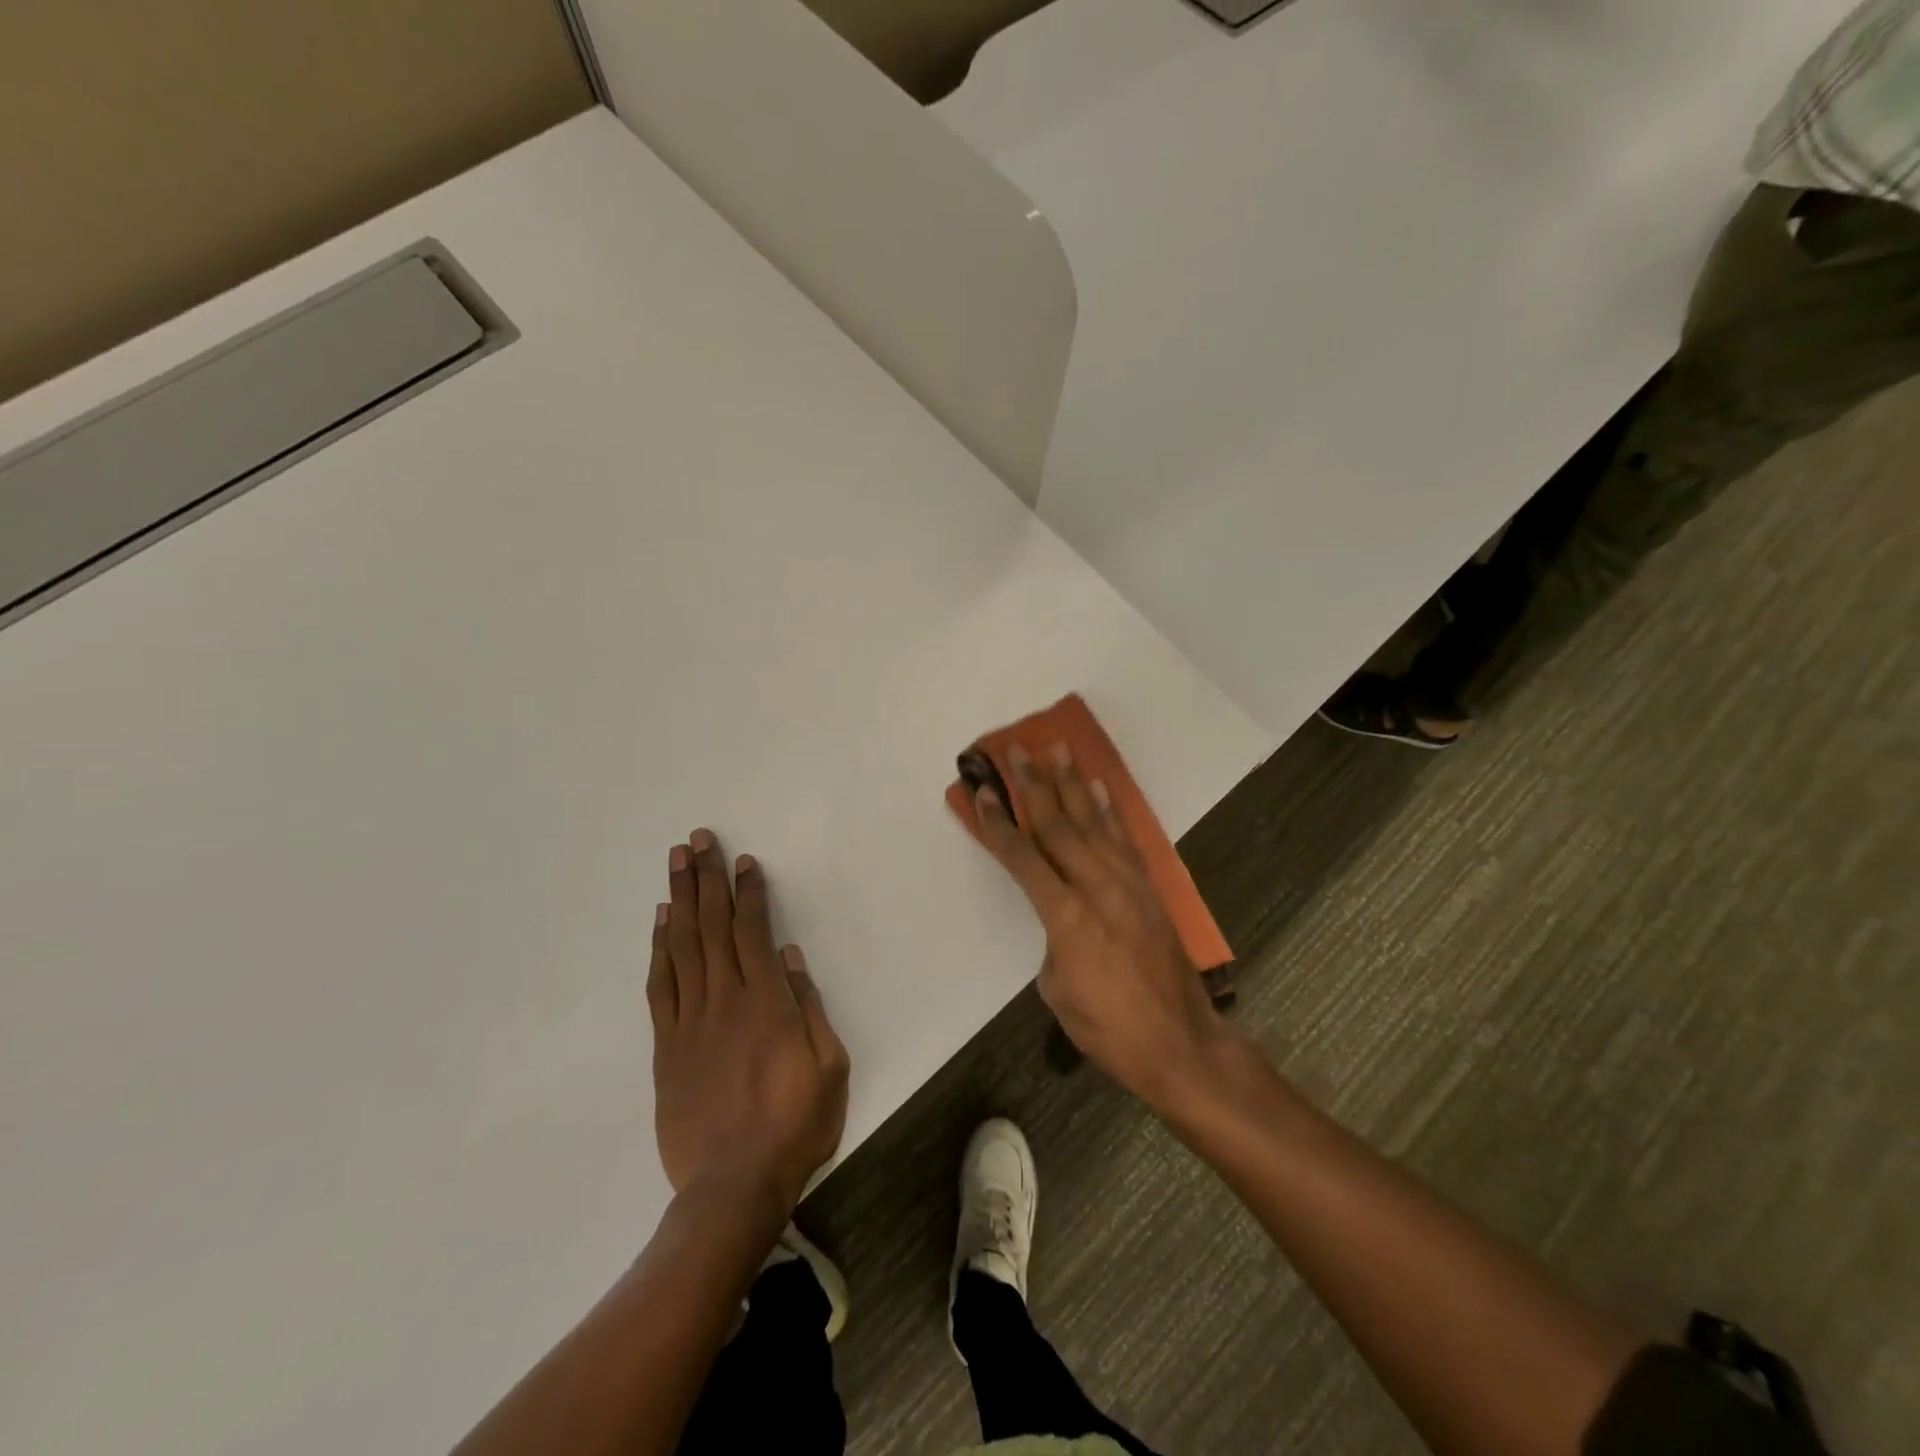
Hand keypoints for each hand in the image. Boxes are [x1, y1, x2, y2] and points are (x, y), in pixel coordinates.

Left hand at [649, 829, 849, 1212]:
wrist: (732, 1186)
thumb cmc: (794, 1124)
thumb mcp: (828, 1066)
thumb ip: (807, 1006)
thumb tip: (788, 956)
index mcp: (767, 1002)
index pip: (753, 930)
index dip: (748, 892)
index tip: (743, 860)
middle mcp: (725, 999)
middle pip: (712, 926)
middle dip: (706, 878)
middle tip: (697, 840)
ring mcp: (690, 1021)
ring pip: (683, 946)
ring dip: (680, 900)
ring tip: (676, 863)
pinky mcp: (667, 1046)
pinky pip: (661, 986)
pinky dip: (659, 949)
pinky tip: (660, 923)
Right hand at [972, 743, 1229, 1105]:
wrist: (1178, 1043)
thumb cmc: (1107, 1027)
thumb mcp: (1057, 989)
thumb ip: (1053, 939)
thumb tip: (1063, 914)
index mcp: (1065, 916)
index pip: (1023, 857)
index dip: (999, 823)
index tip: (984, 791)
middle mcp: (1096, 887)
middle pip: (1057, 825)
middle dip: (1033, 785)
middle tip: (1016, 749)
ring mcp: (1127, 883)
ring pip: (1093, 822)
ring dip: (1072, 783)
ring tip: (1057, 749)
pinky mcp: (1149, 888)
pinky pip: (1125, 839)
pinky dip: (1110, 810)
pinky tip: (1099, 787)